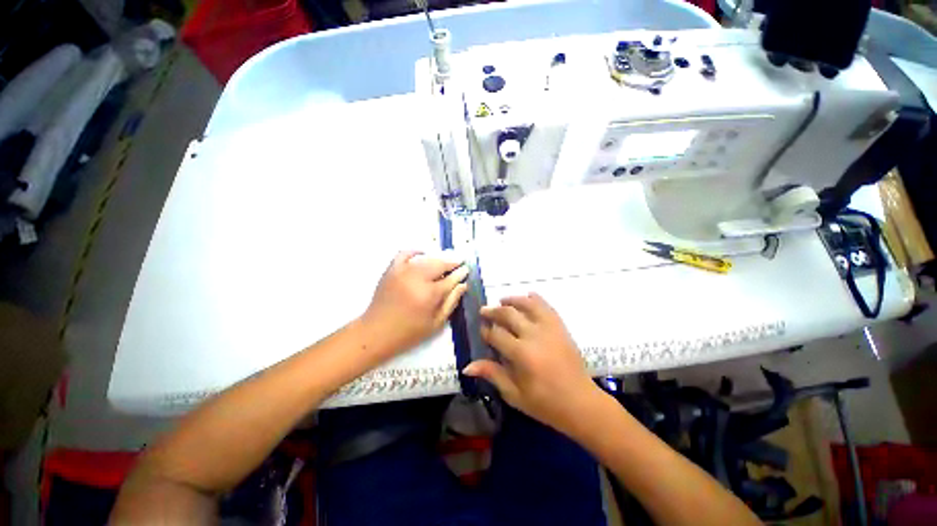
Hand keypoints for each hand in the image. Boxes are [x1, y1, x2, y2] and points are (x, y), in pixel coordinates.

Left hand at [361, 250, 468, 358]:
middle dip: (452, 262)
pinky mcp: (391, 270)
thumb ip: (451, 302)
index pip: (450, 279)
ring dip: (438, 258)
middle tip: (459, 263)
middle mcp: (417, 279)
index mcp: (429, 295)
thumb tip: (462, 285)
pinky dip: (415, 252)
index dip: (460, 273)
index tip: (466, 269)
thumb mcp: (436, 323)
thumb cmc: (409, 332)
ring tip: (445, 262)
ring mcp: (403, 272)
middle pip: (439, 264)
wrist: (376, 332)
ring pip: (426, 259)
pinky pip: (404, 253)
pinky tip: (423, 255)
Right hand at [463, 293, 600, 435]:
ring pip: (528, 304)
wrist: (581, 403)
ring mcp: (549, 328)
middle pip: (509, 314)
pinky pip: (546, 306)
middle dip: (493, 311)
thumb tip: (467, 366)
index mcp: (521, 354)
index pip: (496, 334)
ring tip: (502, 300)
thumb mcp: (514, 394)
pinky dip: (536, 299)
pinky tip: (528, 295)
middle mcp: (534, 335)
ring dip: (512, 300)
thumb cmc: (545, 403)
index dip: (486, 331)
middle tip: (484, 311)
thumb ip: (492, 374)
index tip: (481, 329)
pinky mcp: (561, 327)